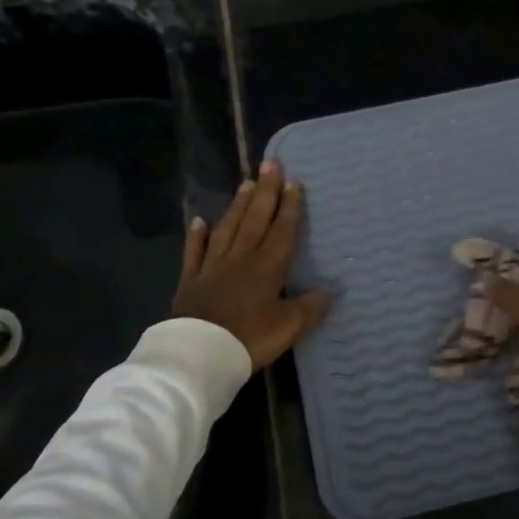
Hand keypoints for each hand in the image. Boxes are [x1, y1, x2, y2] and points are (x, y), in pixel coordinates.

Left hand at [173, 161, 328, 370]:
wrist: (200, 354)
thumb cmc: (250, 338)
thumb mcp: (289, 327)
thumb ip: (309, 307)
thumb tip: (328, 292)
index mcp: (267, 267)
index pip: (282, 231)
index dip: (290, 206)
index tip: (294, 182)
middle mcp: (241, 259)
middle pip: (255, 220)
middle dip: (265, 192)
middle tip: (270, 164)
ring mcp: (212, 267)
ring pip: (227, 229)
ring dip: (237, 206)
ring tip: (245, 184)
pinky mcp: (190, 281)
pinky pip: (194, 253)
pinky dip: (197, 236)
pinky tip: (199, 221)